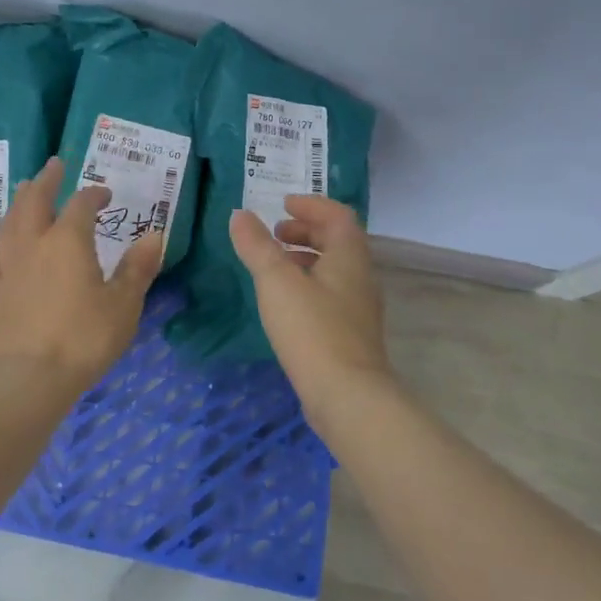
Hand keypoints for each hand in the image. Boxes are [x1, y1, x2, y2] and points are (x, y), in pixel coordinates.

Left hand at [0, 158, 165, 392]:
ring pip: (12, 217)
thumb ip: (137, 267)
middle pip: (37, 199)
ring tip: (28, 188)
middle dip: (48, 180)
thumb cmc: (85, 337)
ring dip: (23, 197)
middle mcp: (35, 241)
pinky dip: (6, 227)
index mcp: (68, 240)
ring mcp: (11, 262)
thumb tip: (154, 235)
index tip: (106, 194)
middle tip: (55, 165)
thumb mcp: (123, 304)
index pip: (81, 204)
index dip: (94, 194)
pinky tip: (7, 230)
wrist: (33, 375)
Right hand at [229, 195, 392, 409]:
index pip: (338, 216)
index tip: (283, 204)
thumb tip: (240, 215)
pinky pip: (331, 294)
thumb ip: (257, 246)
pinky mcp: (351, 335)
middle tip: (274, 234)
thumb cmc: (312, 329)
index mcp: (349, 257)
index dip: (311, 205)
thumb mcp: (276, 281)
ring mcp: (359, 308)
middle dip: (306, 231)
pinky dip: (308, 284)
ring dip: (306, 258)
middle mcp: (360, 277)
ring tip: (274, 265)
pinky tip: (285, 303)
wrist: (347, 396)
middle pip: (338, 241)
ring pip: (334, 269)